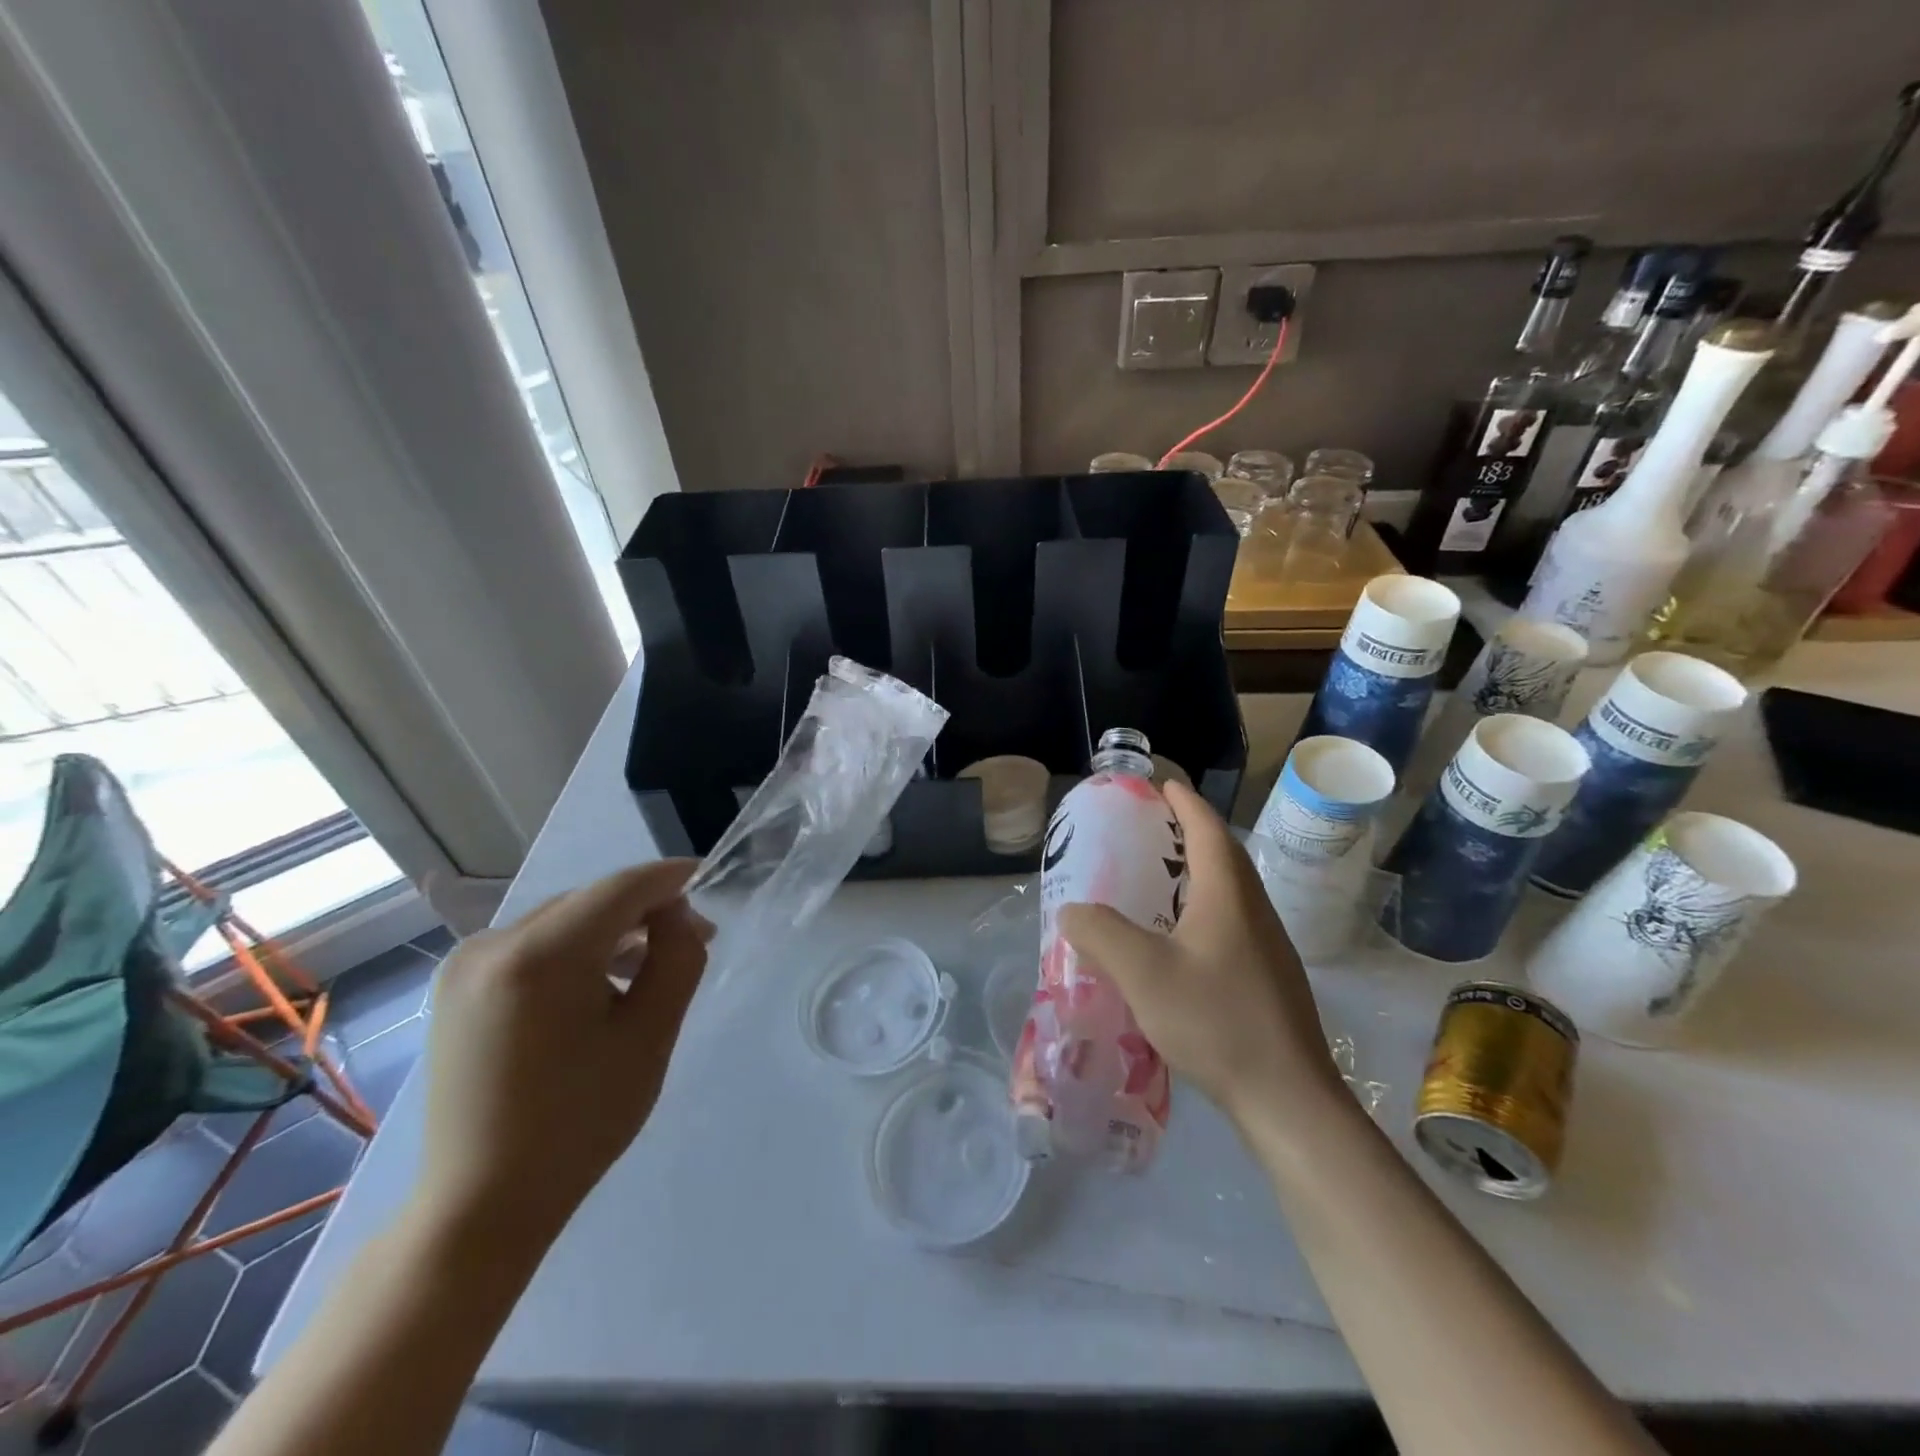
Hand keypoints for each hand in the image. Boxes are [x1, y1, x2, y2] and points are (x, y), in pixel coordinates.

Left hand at [414, 861, 709, 1247]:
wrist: (481, 1203)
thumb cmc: (579, 1121)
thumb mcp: (650, 1036)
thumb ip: (677, 958)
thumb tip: (676, 915)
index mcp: (540, 955)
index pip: (622, 887)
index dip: (671, 878)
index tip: (711, 879)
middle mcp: (492, 943)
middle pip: (591, 901)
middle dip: (646, 911)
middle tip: (692, 941)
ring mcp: (465, 965)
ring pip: (563, 921)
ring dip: (612, 932)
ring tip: (648, 968)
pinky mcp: (456, 987)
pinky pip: (533, 945)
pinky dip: (575, 951)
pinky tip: (598, 987)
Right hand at [1058, 781, 1341, 1129]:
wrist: (1288, 1098)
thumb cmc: (1217, 1021)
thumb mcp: (1143, 973)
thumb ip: (1100, 933)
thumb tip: (1071, 910)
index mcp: (1228, 894)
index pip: (1207, 829)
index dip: (1184, 802)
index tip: (1161, 785)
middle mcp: (1254, 910)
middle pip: (1223, 854)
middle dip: (1190, 831)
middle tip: (1150, 829)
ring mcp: (1267, 946)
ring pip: (1230, 891)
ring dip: (1198, 871)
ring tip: (1158, 879)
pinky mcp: (1269, 978)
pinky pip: (1232, 922)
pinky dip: (1204, 908)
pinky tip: (1179, 940)